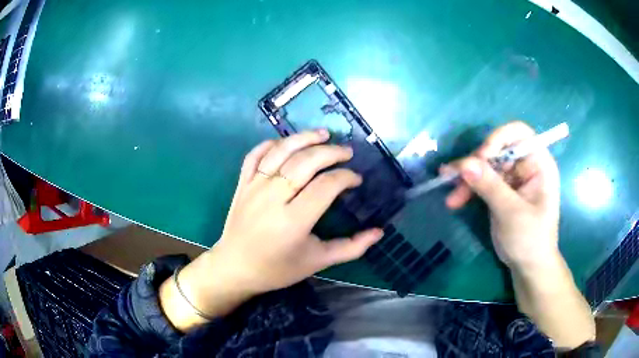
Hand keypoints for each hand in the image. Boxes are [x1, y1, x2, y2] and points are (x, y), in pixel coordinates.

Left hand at [212, 129, 382, 292]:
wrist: (236, 268)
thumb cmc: (277, 269)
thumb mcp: (317, 261)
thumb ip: (351, 247)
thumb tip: (379, 232)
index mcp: (294, 221)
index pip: (326, 186)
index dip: (346, 177)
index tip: (356, 180)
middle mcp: (273, 198)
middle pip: (305, 162)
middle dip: (330, 152)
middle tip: (347, 152)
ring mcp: (254, 188)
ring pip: (281, 152)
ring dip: (304, 138)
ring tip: (323, 134)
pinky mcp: (242, 184)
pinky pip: (255, 155)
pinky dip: (271, 144)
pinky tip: (286, 143)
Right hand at [444, 122, 595, 347]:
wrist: (528, 267)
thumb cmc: (531, 240)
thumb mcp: (512, 213)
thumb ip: (490, 187)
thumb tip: (464, 164)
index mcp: (539, 164)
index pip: (519, 134)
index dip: (499, 138)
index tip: (482, 157)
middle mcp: (525, 166)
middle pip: (497, 149)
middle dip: (476, 163)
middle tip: (456, 178)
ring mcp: (512, 178)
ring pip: (485, 165)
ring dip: (466, 178)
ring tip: (451, 194)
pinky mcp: (500, 191)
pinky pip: (481, 181)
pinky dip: (467, 188)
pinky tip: (455, 200)